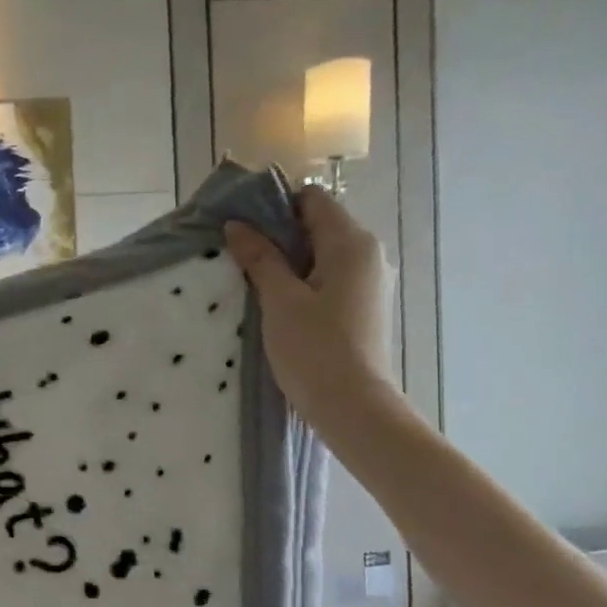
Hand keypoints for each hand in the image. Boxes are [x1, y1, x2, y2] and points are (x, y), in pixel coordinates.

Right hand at [225, 187, 394, 414]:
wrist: (352, 406)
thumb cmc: (314, 348)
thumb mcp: (279, 300)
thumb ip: (260, 258)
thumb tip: (237, 226)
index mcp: (351, 243)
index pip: (313, 199)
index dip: (275, 204)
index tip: (241, 224)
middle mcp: (368, 254)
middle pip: (318, 225)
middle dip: (278, 234)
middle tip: (239, 252)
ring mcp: (369, 282)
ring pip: (322, 254)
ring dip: (288, 260)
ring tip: (252, 278)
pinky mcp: (363, 307)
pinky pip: (329, 278)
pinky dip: (303, 280)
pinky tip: (277, 301)